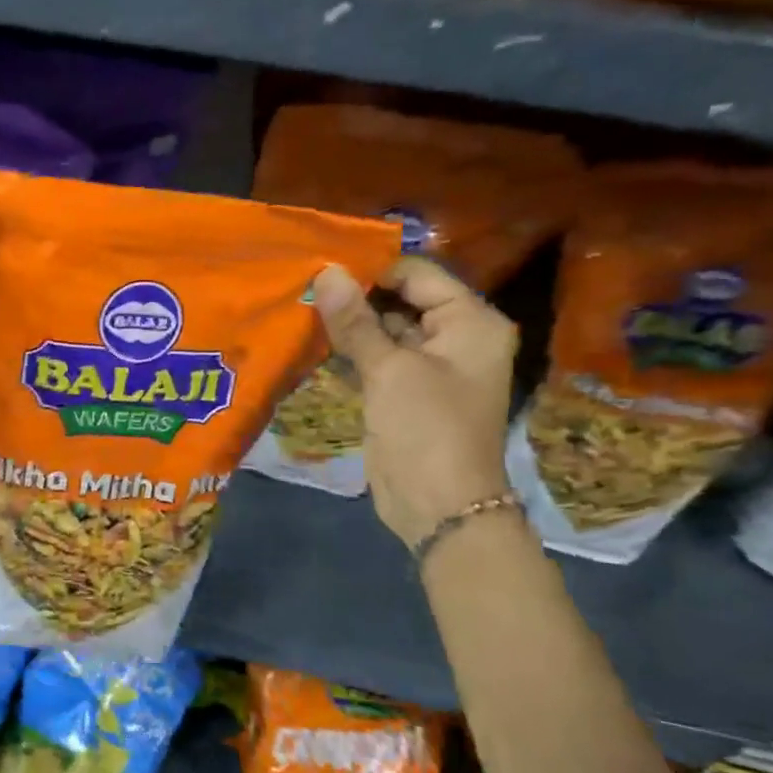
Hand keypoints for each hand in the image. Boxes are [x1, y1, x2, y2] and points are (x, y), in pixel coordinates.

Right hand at [313, 257, 516, 548]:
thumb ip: (355, 321)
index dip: (372, 269)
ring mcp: (429, 367)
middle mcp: (455, 338)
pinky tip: (312, 340)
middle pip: (401, 300)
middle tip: (306, 284)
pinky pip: (375, 358)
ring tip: (302, 305)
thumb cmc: (426, 428)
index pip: (418, 275)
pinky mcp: (404, 392)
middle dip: (356, 295)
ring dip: (348, 323)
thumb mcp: (389, 369)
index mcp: (470, 322)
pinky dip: (349, 350)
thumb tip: (326, 272)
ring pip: (384, 330)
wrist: (438, 505)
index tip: (322, 267)